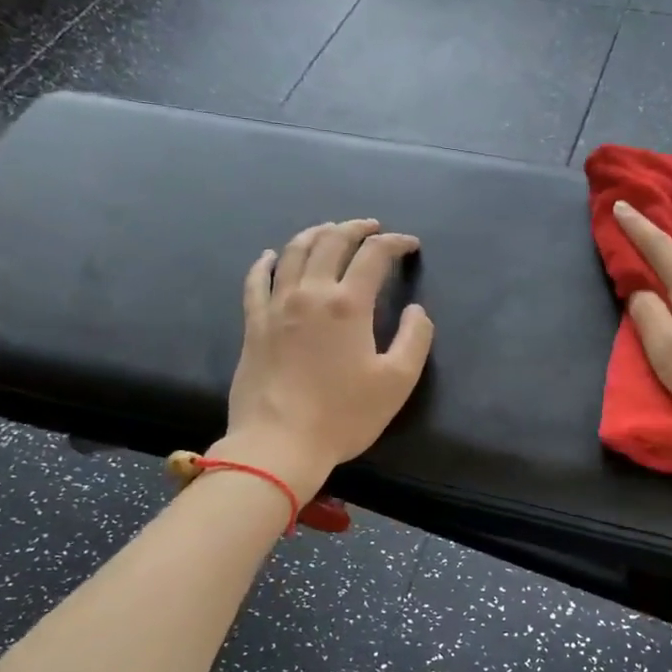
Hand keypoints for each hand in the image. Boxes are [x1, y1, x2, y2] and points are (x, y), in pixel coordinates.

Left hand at [213, 219, 433, 499]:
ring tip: (330, 230)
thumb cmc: (343, 415)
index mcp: (348, 305)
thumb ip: (415, 339)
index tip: (410, 245)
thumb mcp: (397, 382)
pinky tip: (270, 256)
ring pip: (294, 253)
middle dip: (355, 228)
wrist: (279, 443)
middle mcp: (310, 294)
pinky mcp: (253, 324)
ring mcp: (276, 306)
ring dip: (316, 234)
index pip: (374, 256)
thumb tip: (417, 310)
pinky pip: (256, 281)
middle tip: (372, 227)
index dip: (395, 243)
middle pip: (331, 242)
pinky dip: (265, 262)